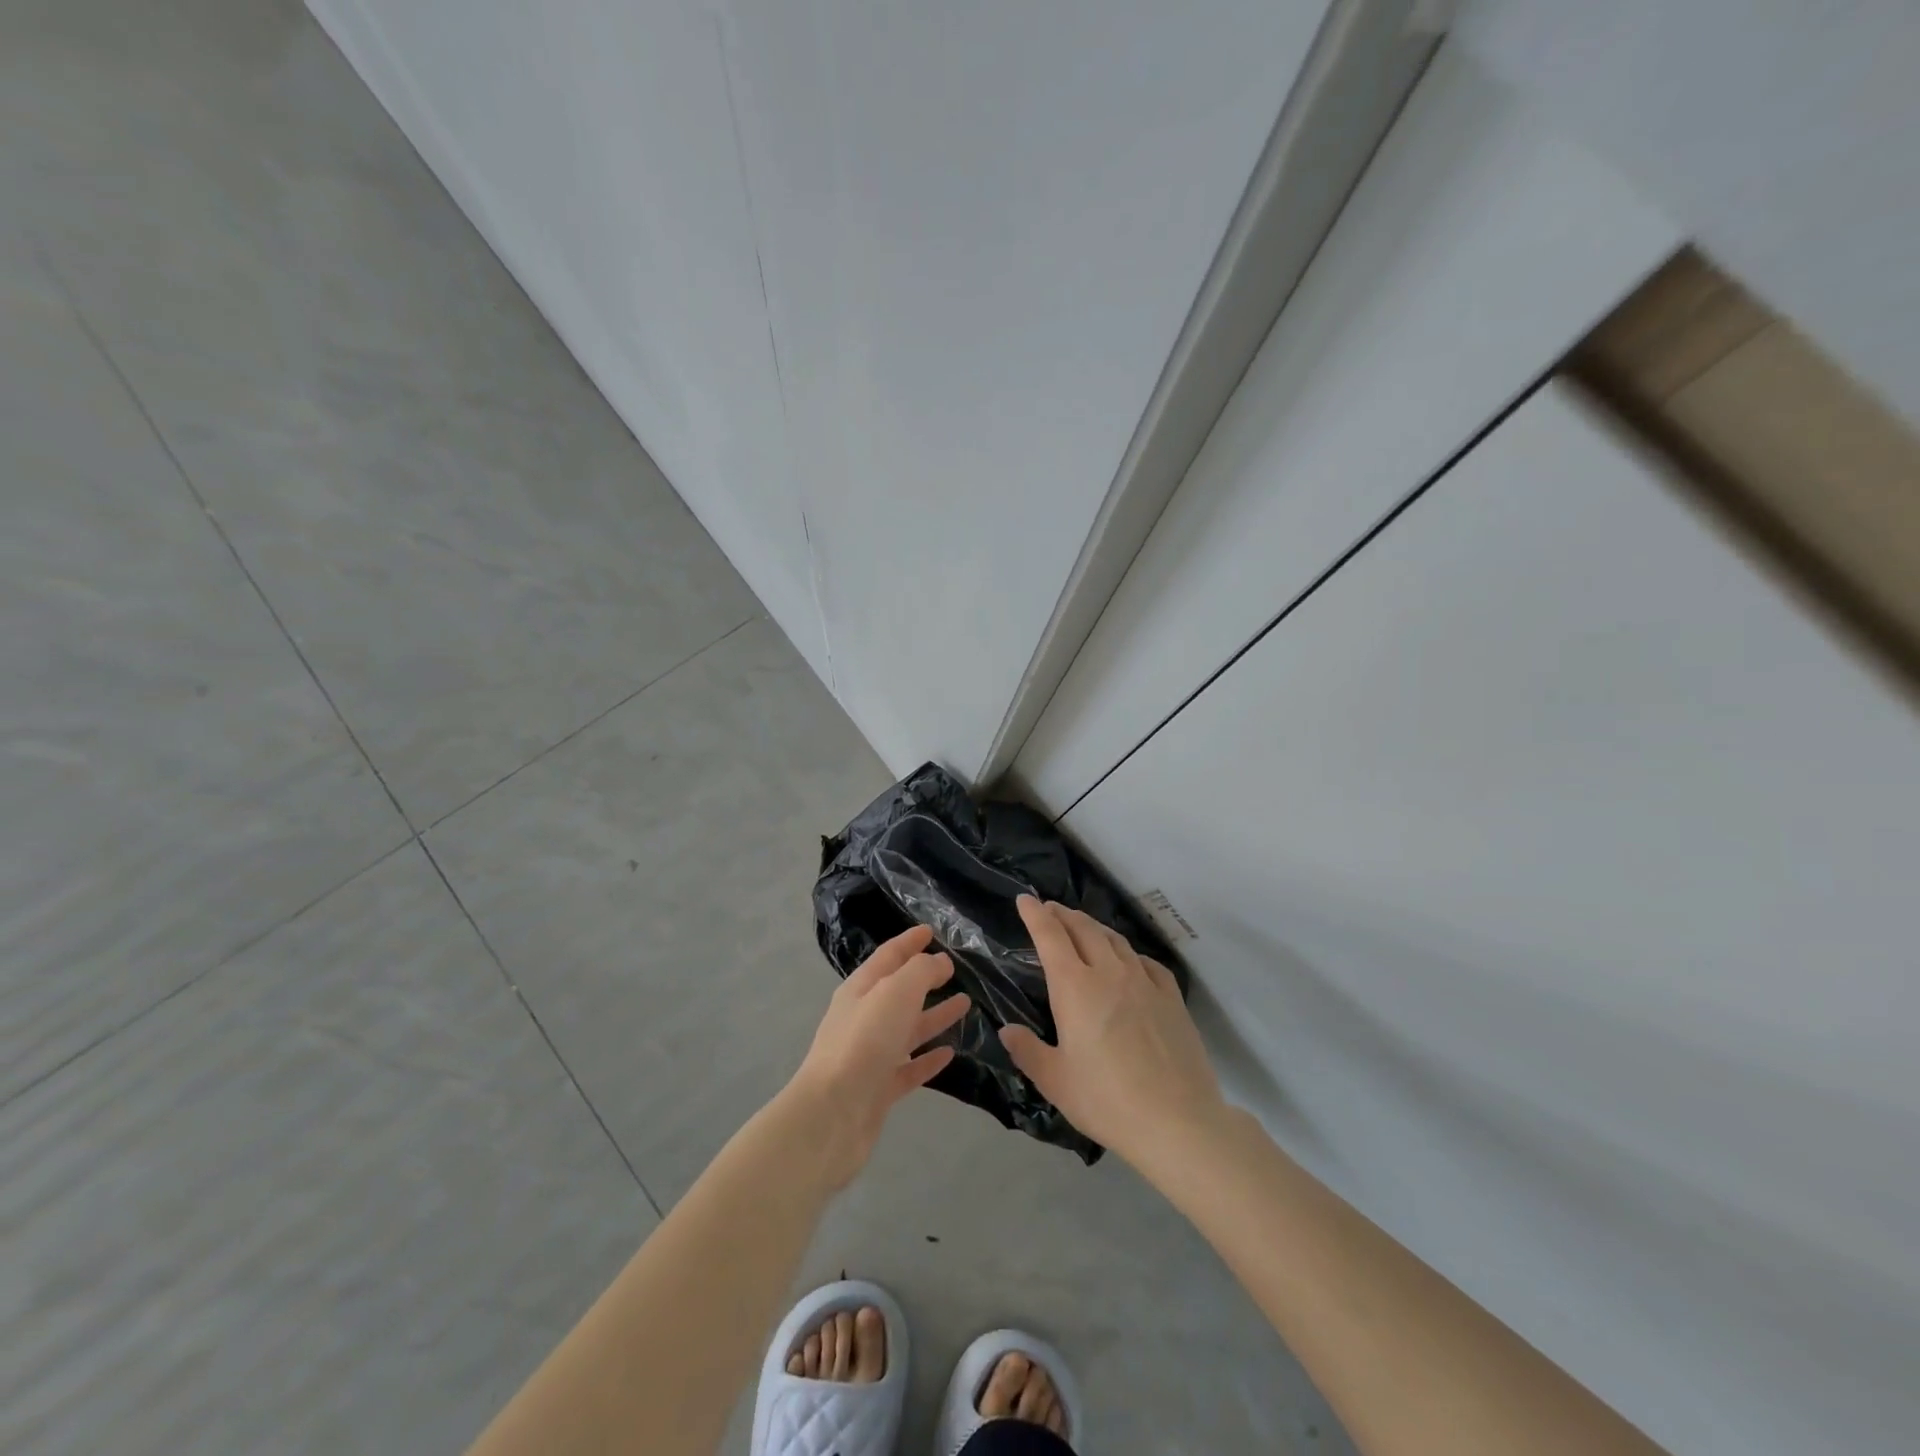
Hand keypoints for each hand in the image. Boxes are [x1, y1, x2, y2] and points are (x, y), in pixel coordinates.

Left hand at [785, 924, 970, 1187]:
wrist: (832, 1116)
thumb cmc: (864, 1042)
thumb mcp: (895, 992)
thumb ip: (921, 971)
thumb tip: (939, 962)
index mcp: (861, 989)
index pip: (888, 956)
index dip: (909, 941)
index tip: (931, 931)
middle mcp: (863, 1018)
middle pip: (898, 992)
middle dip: (925, 978)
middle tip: (954, 969)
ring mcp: (870, 1055)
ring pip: (907, 1029)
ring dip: (934, 1015)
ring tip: (965, 1005)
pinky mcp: (878, 1090)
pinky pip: (909, 1067)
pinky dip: (928, 1059)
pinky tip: (950, 1053)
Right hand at [999, 897, 1226, 1170]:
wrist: (1178, 1121)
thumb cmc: (1107, 1100)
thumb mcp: (1056, 1082)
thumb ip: (1028, 1051)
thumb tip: (1007, 1030)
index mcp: (1075, 987)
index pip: (1050, 936)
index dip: (1035, 914)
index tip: (1024, 899)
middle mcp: (1109, 973)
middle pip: (1084, 929)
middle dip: (1063, 914)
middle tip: (1050, 910)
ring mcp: (1145, 982)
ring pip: (1115, 940)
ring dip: (1094, 927)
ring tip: (1083, 928)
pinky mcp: (1172, 998)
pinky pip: (1146, 962)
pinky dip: (1128, 953)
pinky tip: (1129, 962)